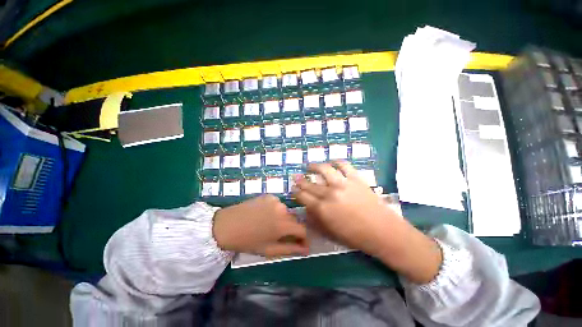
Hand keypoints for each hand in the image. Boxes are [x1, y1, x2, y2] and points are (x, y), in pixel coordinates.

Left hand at [213, 195, 308, 257]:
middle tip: (281, 235)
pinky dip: (275, 210)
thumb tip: (306, 250)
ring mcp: (275, 200)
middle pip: (294, 220)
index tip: (300, 244)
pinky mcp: (268, 195)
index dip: (304, 238)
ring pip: (286, 211)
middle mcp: (283, 209)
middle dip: (291, 229)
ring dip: (282, 219)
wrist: (227, 225)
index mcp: (284, 225)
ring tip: (270, 224)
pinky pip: (277, 204)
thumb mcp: (269, 250)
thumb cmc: (248, 241)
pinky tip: (264, 214)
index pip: (303, 230)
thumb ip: (290, 249)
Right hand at [293, 161, 441, 283]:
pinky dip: (336, 162)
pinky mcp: (355, 178)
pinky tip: (332, 162)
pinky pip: (343, 165)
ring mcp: (343, 184)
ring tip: (310, 166)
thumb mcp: (330, 233)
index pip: (302, 196)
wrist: (382, 231)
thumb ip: (315, 220)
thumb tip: (306, 210)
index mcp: (322, 209)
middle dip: (300, 180)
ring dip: (314, 166)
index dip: (295, 191)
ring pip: (324, 169)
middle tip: (296, 177)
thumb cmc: (355, 236)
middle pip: (309, 184)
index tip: (292, 188)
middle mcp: (329, 193)